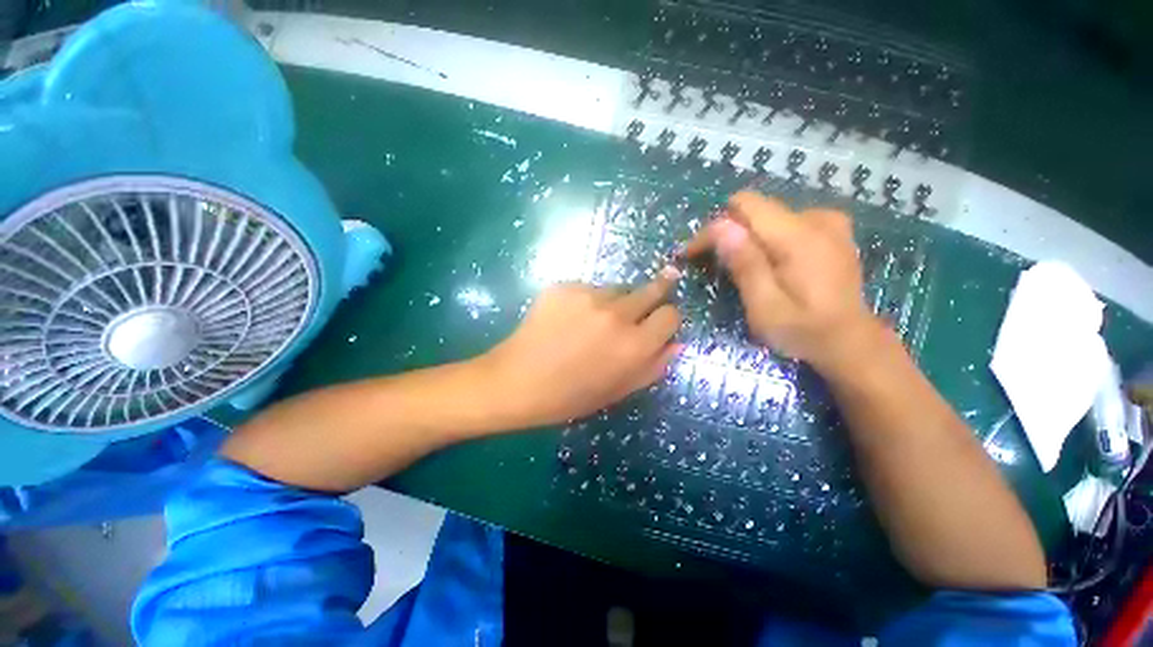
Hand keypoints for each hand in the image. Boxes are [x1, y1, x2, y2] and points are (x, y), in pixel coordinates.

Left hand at [478, 271, 682, 427]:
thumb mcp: (618, 391)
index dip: (667, 319)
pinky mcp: (564, 286)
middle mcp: (617, 314)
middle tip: (637, 308)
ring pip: (617, 289)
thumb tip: (677, 342)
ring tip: (591, 322)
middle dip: (653, 296)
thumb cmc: (569, 396)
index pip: (671, 315)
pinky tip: (567, 318)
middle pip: (651, 289)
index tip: (658, 324)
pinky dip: (586, 301)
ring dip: (614, 302)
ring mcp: (588, 295)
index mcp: (634, 345)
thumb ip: (653, 367)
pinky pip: (588, 288)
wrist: (516, 381)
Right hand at [685, 191, 882, 373]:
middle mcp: (816, 218)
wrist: (851, 342)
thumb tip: (720, 225)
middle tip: (710, 266)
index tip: (693, 254)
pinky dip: (765, 239)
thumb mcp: (765, 306)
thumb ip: (745, 263)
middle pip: (754, 210)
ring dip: (744, 238)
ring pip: (766, 217)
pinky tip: (765, 263)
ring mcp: (827, 221)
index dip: (714, 227)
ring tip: (736, 269)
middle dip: (726, 234)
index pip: (744, 207)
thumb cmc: (804, 330)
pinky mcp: (831, 230)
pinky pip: (784, 223)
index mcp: (799, 236)